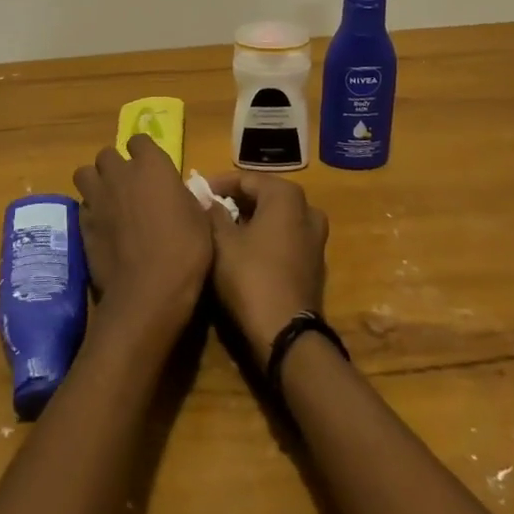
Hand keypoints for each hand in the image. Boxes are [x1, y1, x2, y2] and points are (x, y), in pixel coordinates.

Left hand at [72, 136, 212, 336]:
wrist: (148, 291)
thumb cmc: (184, 250)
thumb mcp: (199, 219)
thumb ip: (183, 197)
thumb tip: (178, 194)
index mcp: (152, 165)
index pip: (139, 140)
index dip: (143, 154)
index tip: (151, 169)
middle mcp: (120, 173)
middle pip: (106, 155)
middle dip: (114, 166)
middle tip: (127, 186)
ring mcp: (97, 198)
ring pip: (84, 175)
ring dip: (95, 183)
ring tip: (108, 201)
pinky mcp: (82, 224)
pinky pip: (82, 206)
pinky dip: (90, 212)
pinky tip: (102, 229)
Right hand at [204, 173, 328, 348]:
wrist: (286, 334)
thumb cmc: (251, 277)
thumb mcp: (222, 242)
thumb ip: (214, 214)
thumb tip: (210, 201)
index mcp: (286, 196)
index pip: (246, 179)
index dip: (219, 184)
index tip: (198, 193)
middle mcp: (307, 209)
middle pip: (264, 196)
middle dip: (236, 202)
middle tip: (209, 211)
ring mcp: (315, 237)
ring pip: (276, 218)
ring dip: (251, 220)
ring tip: (224, 230)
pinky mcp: (315, 262)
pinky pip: (285, 238)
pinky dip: (266, 238)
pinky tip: (245, 251)